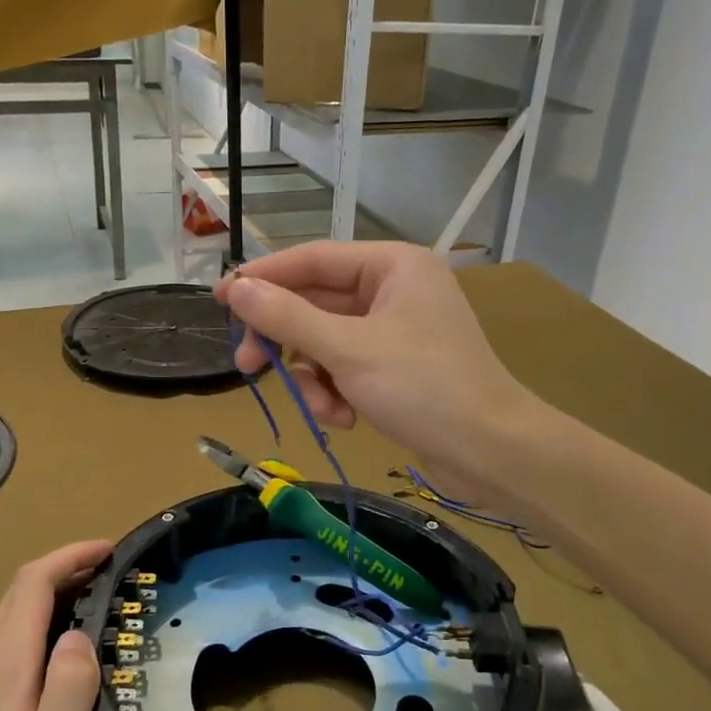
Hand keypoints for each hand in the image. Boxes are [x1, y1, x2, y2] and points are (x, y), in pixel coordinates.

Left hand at [0, 540, 110, 710]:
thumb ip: (69, 689)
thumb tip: (79, 634)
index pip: (32, 584)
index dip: (71, 556)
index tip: (110, 549)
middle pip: (17, 598)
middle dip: (64, 572)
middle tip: (112, 576)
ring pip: (8, 627)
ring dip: (51, 605)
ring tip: (94, 616)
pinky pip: (1, 656)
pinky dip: (35, 637)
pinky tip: (54, 670)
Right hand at [215, 242, 529, 496]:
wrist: (490, 451)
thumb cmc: (423, 387)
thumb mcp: (347, 350)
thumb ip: (288, 317)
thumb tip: (236, 287)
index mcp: (392, 266)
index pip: (313, 259)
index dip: (264, 277)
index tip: (221, 297)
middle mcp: (395, 289)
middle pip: (317, 303)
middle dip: (287, 341)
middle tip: (247, 366)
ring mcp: (397, 329)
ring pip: (328, 342)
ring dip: (314, 378)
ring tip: (324, 410)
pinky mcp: (398, 366)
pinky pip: (348, 367)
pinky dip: (338, 392)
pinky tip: (346, 419)